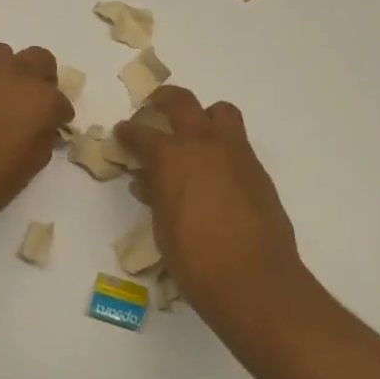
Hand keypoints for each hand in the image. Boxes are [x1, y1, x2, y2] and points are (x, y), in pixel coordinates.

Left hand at [0, 44, 72, 243]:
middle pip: (39, 60)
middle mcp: (13, 77)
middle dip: (40, 81)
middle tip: (30, 107)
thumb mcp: (25, 171)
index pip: (61, 102)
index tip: (50, 131)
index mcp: (39, 102)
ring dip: (8, 74)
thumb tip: (41, 129)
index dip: (57, 118)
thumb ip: (40, 141)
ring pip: (3, 56)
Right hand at [114, 87, 304, 322]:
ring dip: (203, 115)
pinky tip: (215, 171)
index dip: (128, 132)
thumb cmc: (195, 260)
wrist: (253, 278)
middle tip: (153, 108)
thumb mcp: (163, 227)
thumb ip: (156, 195)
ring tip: (194, 133)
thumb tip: (147, 181)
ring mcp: (236, 153)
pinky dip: (222, 145)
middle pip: (182, 102)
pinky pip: (238, 142)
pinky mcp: (257, 170)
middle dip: (163, 100)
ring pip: (220, 112)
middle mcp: (204, 144)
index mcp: (172, 157)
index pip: (142, 134)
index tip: (122, 132)